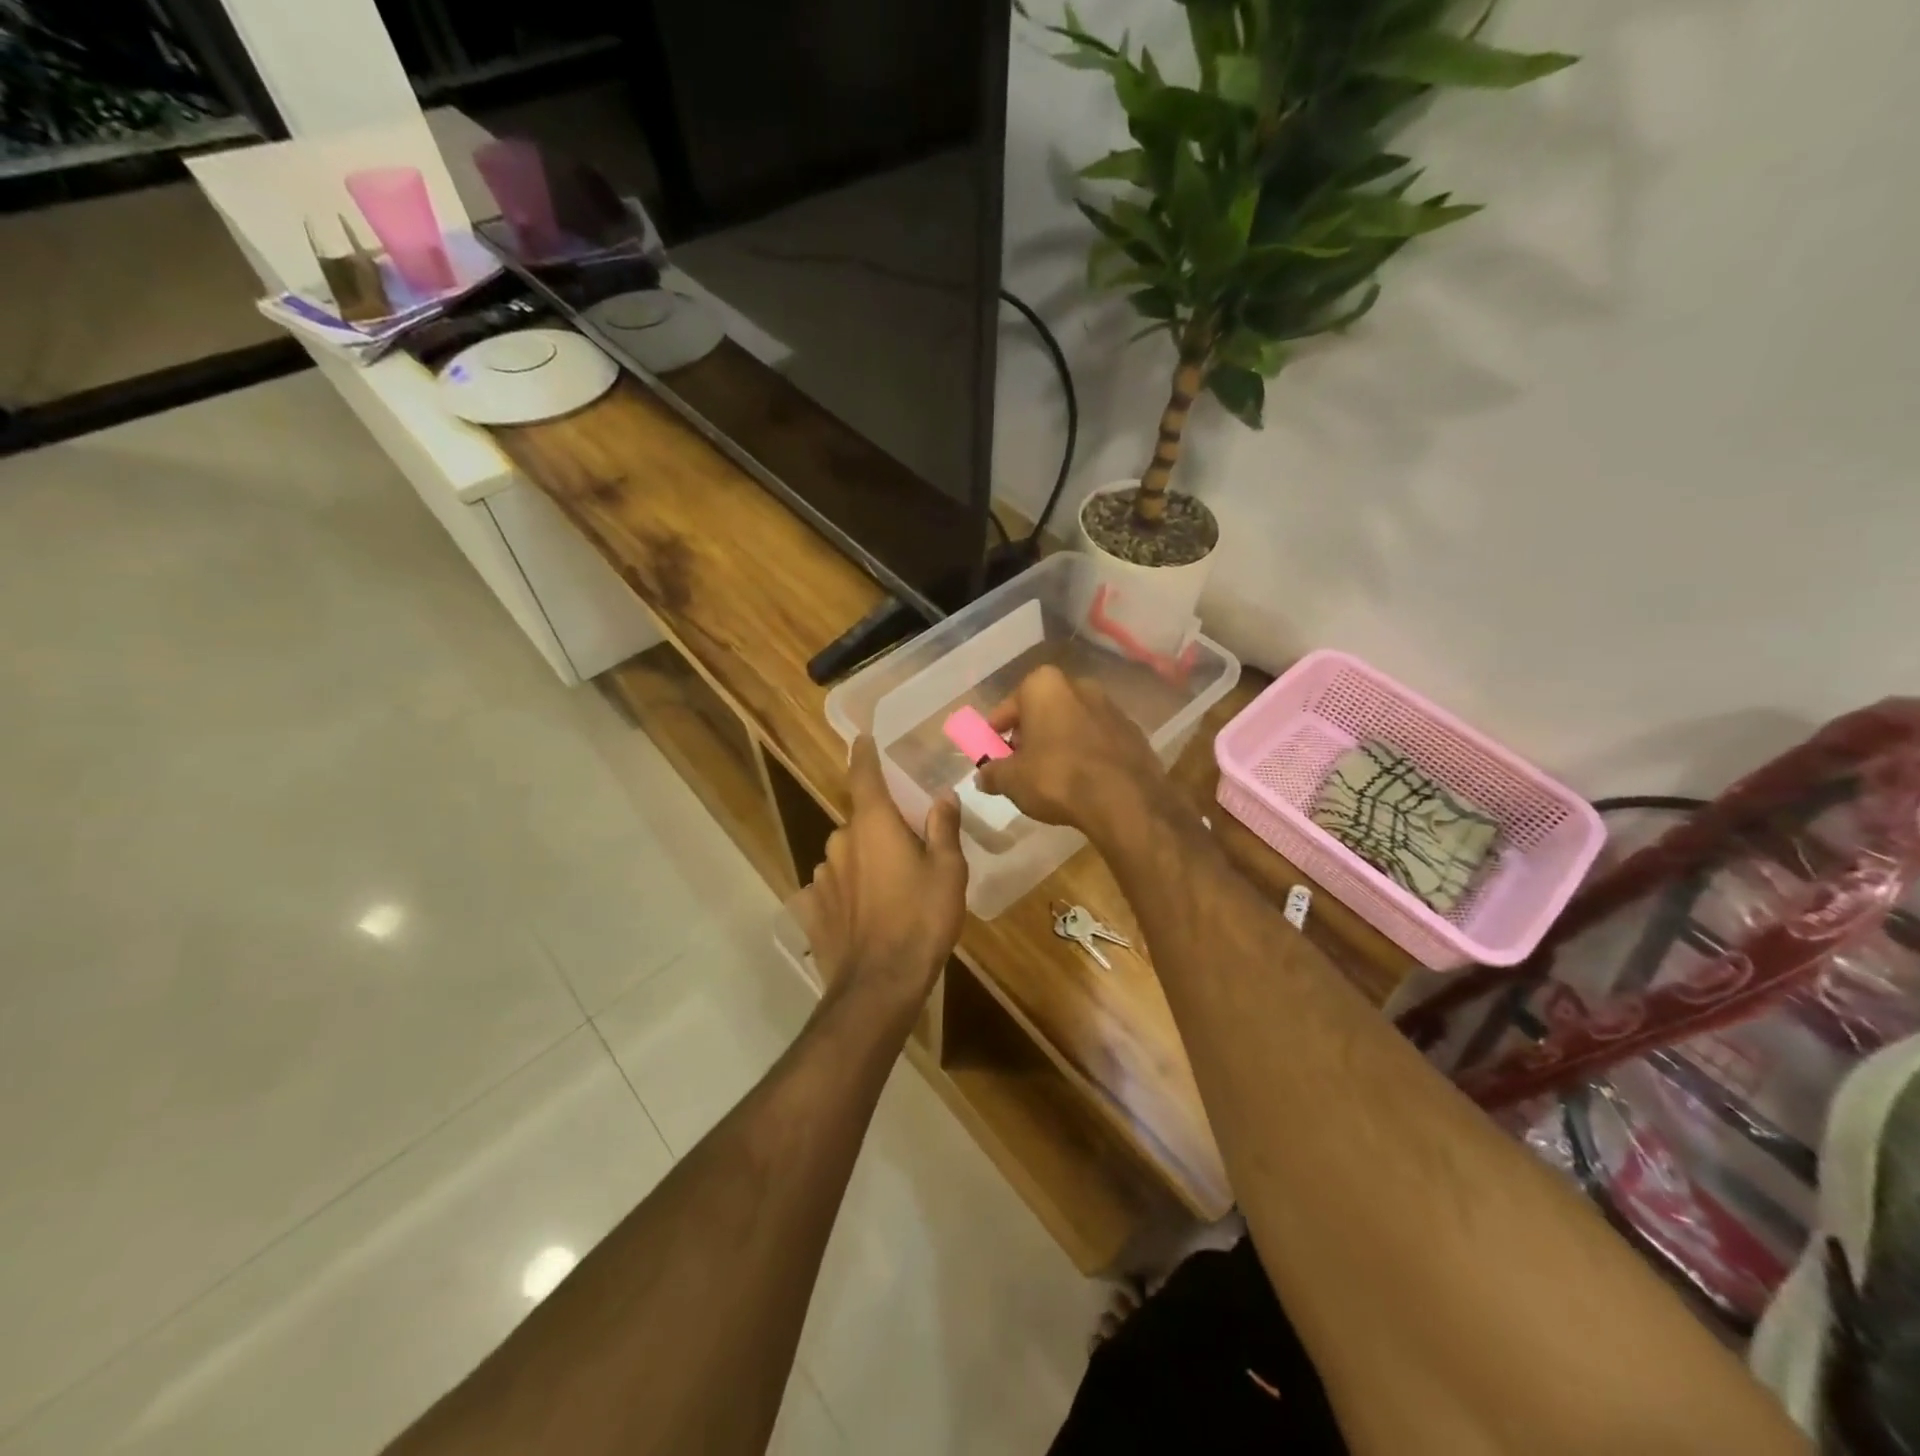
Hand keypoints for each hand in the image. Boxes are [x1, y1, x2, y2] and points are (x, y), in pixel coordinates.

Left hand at [796, 735, 968, 1012]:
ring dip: (865, 862)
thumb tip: (943, 798)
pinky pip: (833, 887)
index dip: (864, 754)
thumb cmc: (921, 919)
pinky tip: (865, 914)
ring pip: (847, 855)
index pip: (864, 775)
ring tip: (891, 891)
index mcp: (874, 824)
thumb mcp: (948, 871)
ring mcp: (822, 875)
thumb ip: (943, 829)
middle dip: (880, 829)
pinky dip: (847, 891)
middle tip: (908, 851)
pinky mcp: (812, 907)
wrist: (880, 983)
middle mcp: (840, 841)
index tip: (862, 738)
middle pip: (861, 822)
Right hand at [975, 666, 1177, 845]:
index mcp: (1044, 685)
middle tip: (1019, 763)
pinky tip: (1081, 780)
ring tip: (1051, 775)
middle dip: (1030, 733)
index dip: (996, 731)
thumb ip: (992, 774)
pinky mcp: (1134, 733)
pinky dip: (1086, 753)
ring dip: (1059, 742)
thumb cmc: (1057, 778)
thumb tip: (983, 776)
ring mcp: (1111, 707)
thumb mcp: (1011, 780)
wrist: (1125, 800)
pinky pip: (1098, 740)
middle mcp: (1079, 686)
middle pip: (1043, 710)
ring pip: (1073, 723)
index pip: (1008, 706)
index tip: (992, 751)